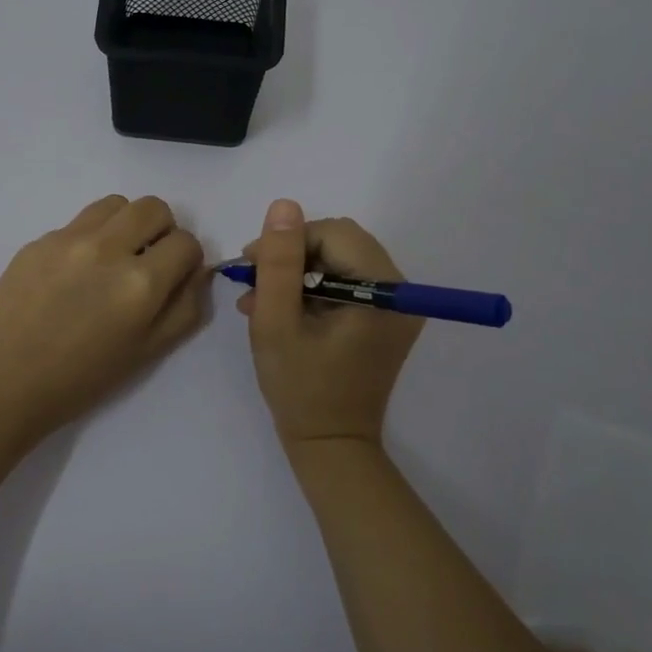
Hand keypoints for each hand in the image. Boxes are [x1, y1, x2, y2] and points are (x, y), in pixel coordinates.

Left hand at [0, 195, 208, 443]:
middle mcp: (107, 249)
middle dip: (161, 230)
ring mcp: (67, 239)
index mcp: (139, 283)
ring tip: (113, 257)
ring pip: (115, 203)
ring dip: (126, 223)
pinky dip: (90, 238)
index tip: (174, 276)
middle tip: (147, 260)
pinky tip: (73, 274)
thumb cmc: (80, 380)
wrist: (3, 383)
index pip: (186, 242)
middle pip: (153, 207)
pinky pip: (78, 222)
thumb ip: (183, 307)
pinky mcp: (38, 240)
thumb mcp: (147, 353)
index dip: (187, 259)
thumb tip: (196, 271)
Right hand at [238, 200, 422, 449]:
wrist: (331, 446)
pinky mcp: (386, 320)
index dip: (290, 241)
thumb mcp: (276, 322)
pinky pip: (348, 284)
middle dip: (293, 257)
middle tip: (254, 284)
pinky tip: (282, 311)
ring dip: (299, 274)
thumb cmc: (300, 388)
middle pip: (341, 244)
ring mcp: (397, 308)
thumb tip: (284, 205)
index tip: (251, 265)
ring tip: (260, 302)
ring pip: (341, 261)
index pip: (334, 234)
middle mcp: (401, 293)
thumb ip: (279, 262)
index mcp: (382, 291)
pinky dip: (314, 290)